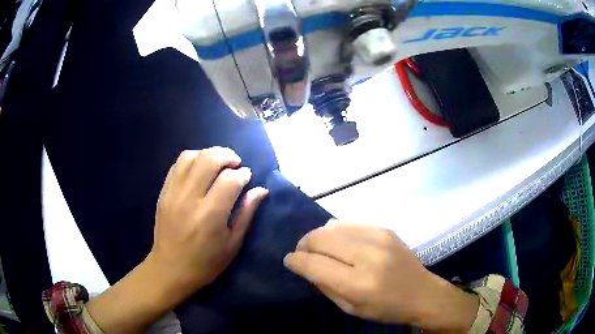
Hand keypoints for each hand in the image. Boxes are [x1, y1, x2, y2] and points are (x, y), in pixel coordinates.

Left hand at [87, 147, 267, 332]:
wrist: (170, 269)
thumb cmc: (206, 263)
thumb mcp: (233, 244)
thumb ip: (246, 214)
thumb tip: (261, 190)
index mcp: (210, 215)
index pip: (230, 179)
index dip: (243, 174)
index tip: (247, 178)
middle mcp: (190, 198)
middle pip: (209, 159)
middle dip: (227, 155)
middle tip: (235, 164)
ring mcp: (173, 193)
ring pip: (191, 156)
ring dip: (208, 154)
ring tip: (217, 165)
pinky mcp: (164, 192)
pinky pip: (177, 165)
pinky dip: (192, 160)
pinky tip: (199, 169)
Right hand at [284, 221, 477, 331]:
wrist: (422, 292)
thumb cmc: (385, 308)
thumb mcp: (350, 308)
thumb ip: (324, 286)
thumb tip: (303, 265)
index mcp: (358, 283)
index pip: (313, 264)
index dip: (295, 260)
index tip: (289, 261)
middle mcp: (367, 256)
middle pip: (320, 238)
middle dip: (304, 245)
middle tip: (303, 254)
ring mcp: (378, 237)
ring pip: (332, 226)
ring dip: (319, 237)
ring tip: (321, 249)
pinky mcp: (384, 228)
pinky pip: (349, 223)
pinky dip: (337, 232)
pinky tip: (341, 244)